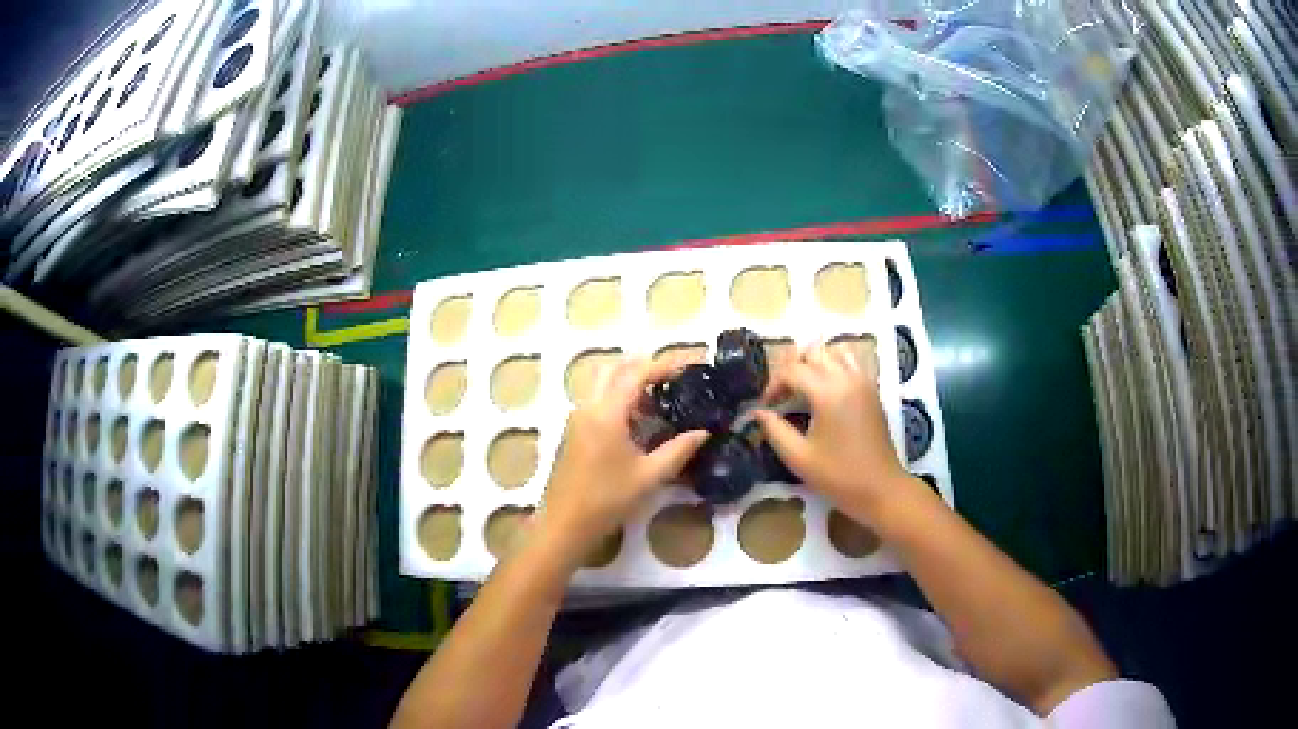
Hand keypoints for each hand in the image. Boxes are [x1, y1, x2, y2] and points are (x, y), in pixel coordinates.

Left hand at [534, 356, 707, 566]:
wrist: (566, 523)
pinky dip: (618, 399)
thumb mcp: (650, 476)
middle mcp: (588, 406)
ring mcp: (577, 418)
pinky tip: (637, 423)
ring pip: (603, 384)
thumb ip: (679, 450)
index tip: (689, 367)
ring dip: (629, 384)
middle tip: (671, 380)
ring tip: (658, 402)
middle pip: (614, 369)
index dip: (664, 366)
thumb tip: (703, 432)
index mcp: (607, 412)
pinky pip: (597, 400)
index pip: (636, 373)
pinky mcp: (573, 431)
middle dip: (643, 368)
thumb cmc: (608, 499)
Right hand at [754, 342, 914, 521]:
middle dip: (793, 368)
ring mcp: (863, 382)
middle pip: (814, 353)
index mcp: (828, 392)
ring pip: (834, 352)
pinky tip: (826, 392)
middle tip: (782, 395)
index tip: (765, 406)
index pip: (792, 371)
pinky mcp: (872, 391)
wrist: (881, 489)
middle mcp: (847, 378)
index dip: (773, 385)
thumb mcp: (798, 457)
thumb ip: (774, 430)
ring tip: (804, 387)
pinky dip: (834, 366)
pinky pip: (851, 363)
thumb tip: (758, 412)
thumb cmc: (838, 476)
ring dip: (815, 363)